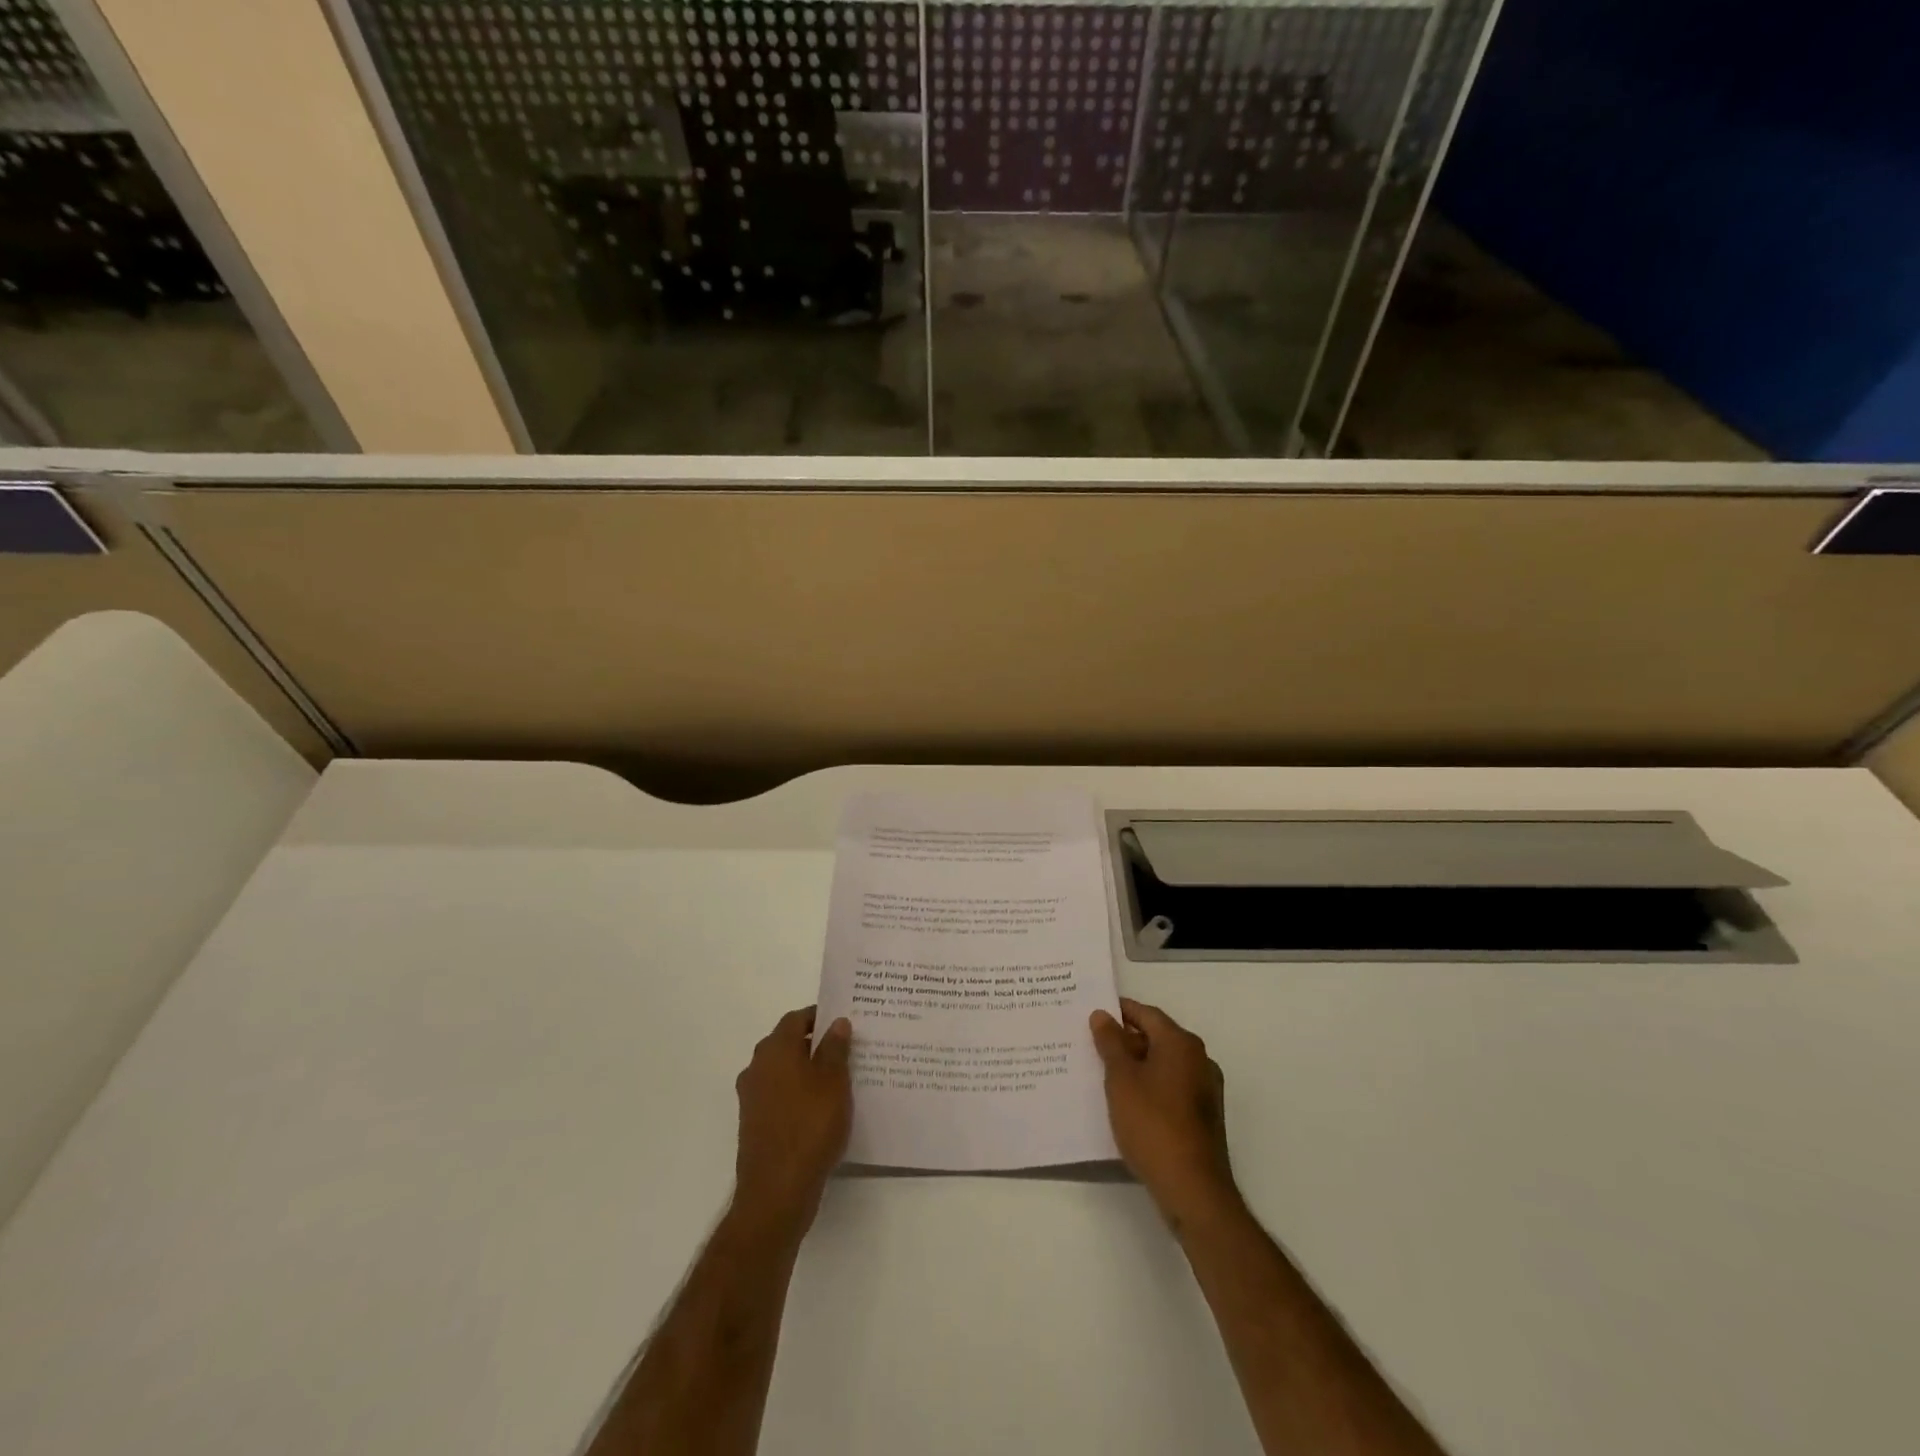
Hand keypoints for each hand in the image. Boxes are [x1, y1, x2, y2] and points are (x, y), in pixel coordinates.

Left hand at [731, 1007, 852, 1240]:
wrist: (776, 1191)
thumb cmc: (810, 1126)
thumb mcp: (834, 1082)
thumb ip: (835, 1048)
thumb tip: (836, 1022)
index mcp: (775, 1050)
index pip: (796, 1019)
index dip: (818, 1016)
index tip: (842, 1021)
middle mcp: (757, 1067)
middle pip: (786, 1043)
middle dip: (813, 1042)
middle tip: (845, 1048)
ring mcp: (752, 1097)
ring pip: (782, 1071)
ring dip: (805, 1070)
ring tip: (838, 1079)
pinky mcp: (754, 1123)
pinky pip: (779, 1096)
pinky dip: (797, 1094)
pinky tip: (820, 1108)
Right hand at [1090, 998, 1238, 1228]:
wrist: (1192, 1189)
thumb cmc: (1152, 1123)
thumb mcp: (1121, 1079)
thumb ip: (1110, 1043)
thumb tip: (1102, 1015)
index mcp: (1181, 1044)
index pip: (1146, 1014)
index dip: (1119, 1011)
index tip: (1092, 1013)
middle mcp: (1199, 1060)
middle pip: (1157, 1038)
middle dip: (1125, 1040)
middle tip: (1092, 1044)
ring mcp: (1205, 1090)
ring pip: (1163, 1065)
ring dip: (1136, 1065)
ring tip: (1103, 1073)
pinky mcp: (1203, 1117)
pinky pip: (1171, 1088)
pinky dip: (1149, 1087)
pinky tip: (1127, 1102)